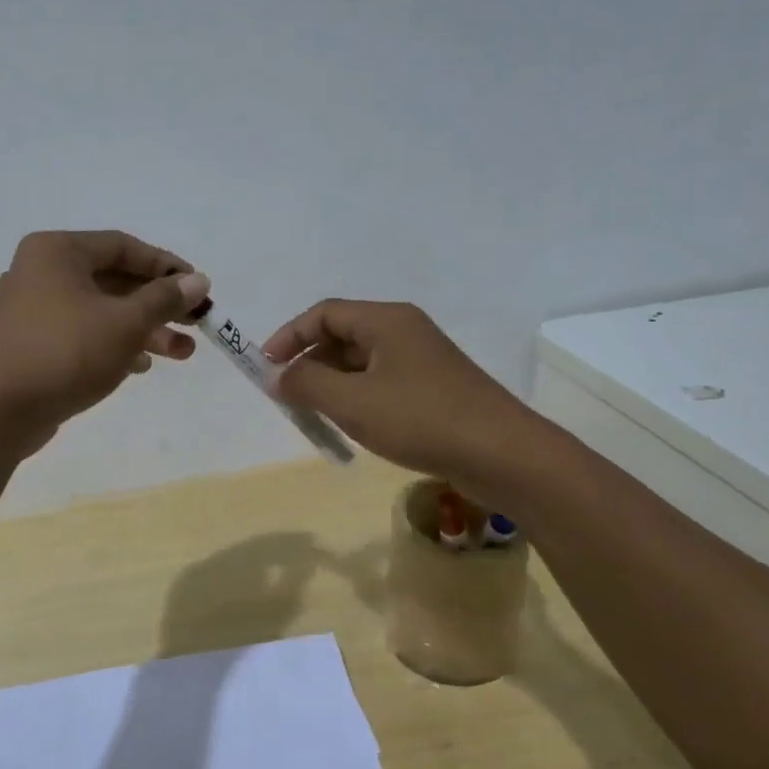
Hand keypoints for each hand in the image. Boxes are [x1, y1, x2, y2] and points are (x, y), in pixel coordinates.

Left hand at [0, 231, 209, 450]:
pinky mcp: (32, 344)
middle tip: (195, 325)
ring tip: (182, 354)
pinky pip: (82, 334)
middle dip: (158, 306)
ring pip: (100, 311)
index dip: (166, 266)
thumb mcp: (125, 323)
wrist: (0, 410)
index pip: (123, 246)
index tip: (199, 288)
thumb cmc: (67, 352)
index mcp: (57, 252)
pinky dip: (113, 345)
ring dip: (142, 330)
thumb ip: (164, 299)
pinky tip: (141, 366)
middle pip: (114, 280)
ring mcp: (33, 310)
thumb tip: (199, 280)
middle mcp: (41, 272)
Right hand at [262, 300, 542, 492]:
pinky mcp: (434, 388)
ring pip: (361, 362)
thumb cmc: (420, 419)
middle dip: (309, 362)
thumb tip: (277, 375)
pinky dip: (357, 397)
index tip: (266, 367)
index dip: (290, 336)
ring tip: (315, 414)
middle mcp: (404, 331)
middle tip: (288, 396)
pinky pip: (381, 382)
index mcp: (386, 321)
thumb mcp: (352, 402)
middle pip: (343, 335)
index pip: (324, 313)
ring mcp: (422, 360)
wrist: (502, 454)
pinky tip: (352, 425)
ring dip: (332, 383)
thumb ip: (306, 385)